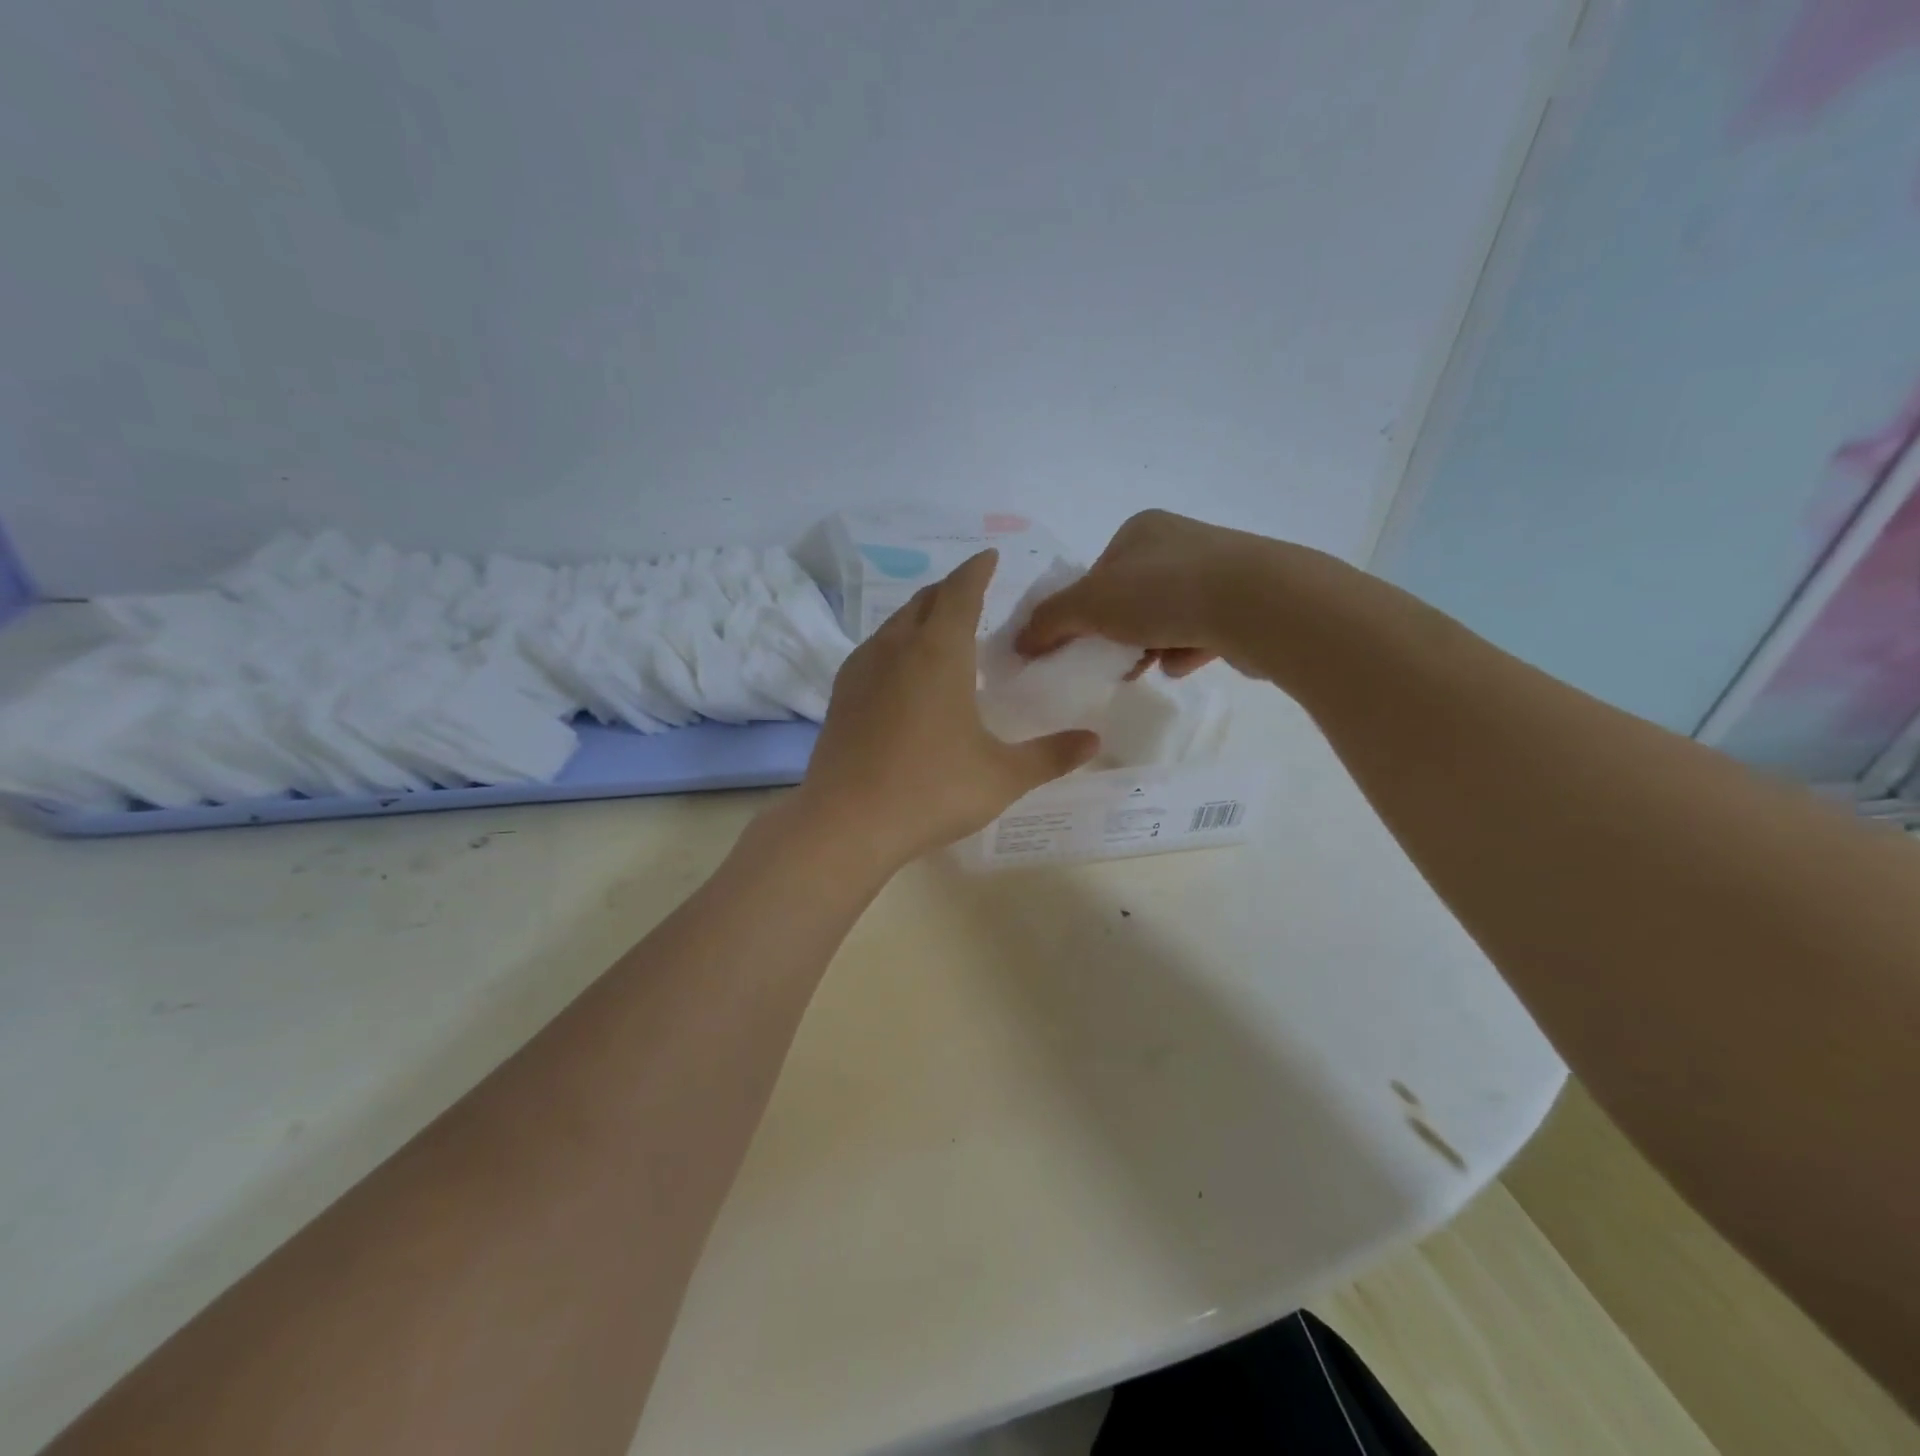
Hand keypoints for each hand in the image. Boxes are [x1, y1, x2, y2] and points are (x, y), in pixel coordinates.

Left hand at [794, 550, 1100, 869]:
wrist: (845, 823)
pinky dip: (896, 644)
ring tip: (940, 629)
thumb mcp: (1002, 776)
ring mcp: (861, 670)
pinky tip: (903, 672)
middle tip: (972, 593)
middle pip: (924, 601)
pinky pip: (874, 650)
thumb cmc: (931, 791)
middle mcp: (896, 648)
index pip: (960, 592)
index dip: (977, 570)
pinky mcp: (840, 696)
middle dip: (950, 590)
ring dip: (920, 615)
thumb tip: (1094, 741)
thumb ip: (1051, 756)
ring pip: (894, 624)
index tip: (989, 557)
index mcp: (939, 652)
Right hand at [1014, 510, 1277, 677]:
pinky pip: (1200, 633)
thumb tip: (1019, 642)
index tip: (1079, 642)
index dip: (1082, 610)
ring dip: (1150, 645)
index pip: (1097, 573)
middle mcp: (1180, 543)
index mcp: (1141, 530)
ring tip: (1147, 668)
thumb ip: (1050, 621)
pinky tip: (1182, 665)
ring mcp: (1218, 571)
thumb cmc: (1164, 593)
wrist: (1259, 605)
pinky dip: (1185, 651)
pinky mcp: (1245, 604)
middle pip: (1131, 597)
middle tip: (1111, 661)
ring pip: (1166, 617)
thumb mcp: (1091, 604)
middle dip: (1117, 632)